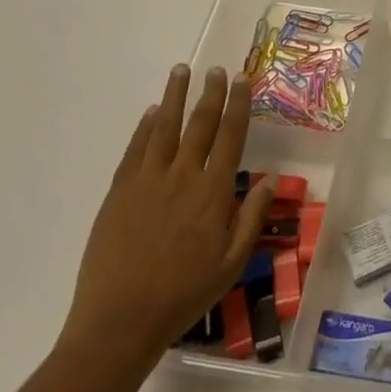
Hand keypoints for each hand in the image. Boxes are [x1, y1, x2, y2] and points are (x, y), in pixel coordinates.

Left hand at [59, 66, 273, 371]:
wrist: (119, 322)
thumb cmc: (183, 295)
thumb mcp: (231, 263)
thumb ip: (251, 217)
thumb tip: (271, 178)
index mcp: (212, 192)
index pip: (230, 137)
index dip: (238, 105)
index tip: (241, 80)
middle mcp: (182, 176)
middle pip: (199, 125)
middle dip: (210, 93)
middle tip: (216, 70)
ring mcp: (146, 182)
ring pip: (163, 128)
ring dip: (174, 97)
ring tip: (181, 71)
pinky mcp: (119, 193)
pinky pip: (135, 150)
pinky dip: (144, 128)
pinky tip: (150, 113)